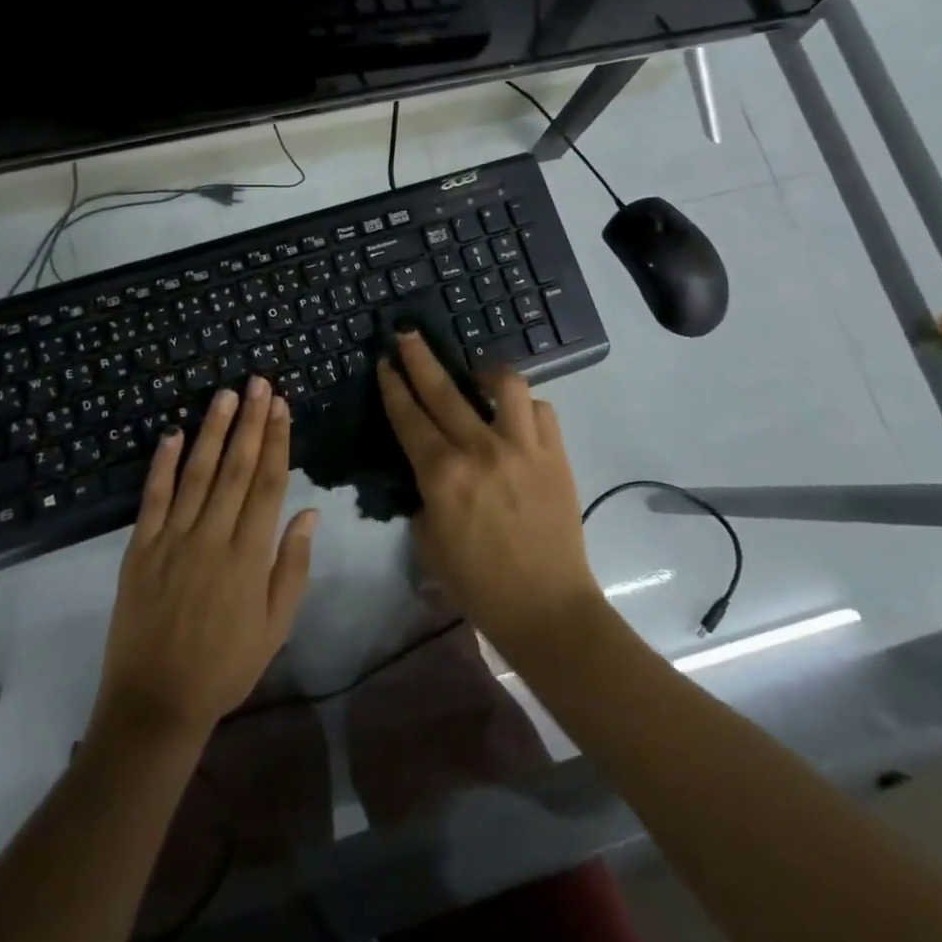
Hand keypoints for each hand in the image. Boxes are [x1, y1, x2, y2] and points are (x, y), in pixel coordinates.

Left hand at [93, 375, 318, 744]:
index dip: (277, 441)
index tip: (282, 406)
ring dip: (213, 430)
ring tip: (226, 394)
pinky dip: (162, 464)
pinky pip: (153, 498)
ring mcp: (173, 540)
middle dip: (250, 421)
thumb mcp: (275, 627)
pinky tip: (172, 433)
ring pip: (198, 473)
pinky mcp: (140, 548)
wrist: (154, 704)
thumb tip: (308, 511)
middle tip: (259, 382)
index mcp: (249, 556)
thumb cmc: (225, 666)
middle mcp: (213, 537)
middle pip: (237, 468)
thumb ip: (292, 567)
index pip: (268, 483)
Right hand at [377, 327, 600, 655]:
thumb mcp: (430, 542)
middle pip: (443, 389)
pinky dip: (526, 406)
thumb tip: (427, 468)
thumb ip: (424, 496)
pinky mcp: (556, 455)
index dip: (393, 385)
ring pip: (504, 385)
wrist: (547, 608)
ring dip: (484, 372)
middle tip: (407, 334)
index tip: (385, 361)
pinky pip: (542, 410)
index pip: (409, 416)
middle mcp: (480, 450)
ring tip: (476, 375)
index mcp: (442, 475)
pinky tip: (517, 415)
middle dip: (420, 356)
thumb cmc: (479, 584)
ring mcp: (523, 448)